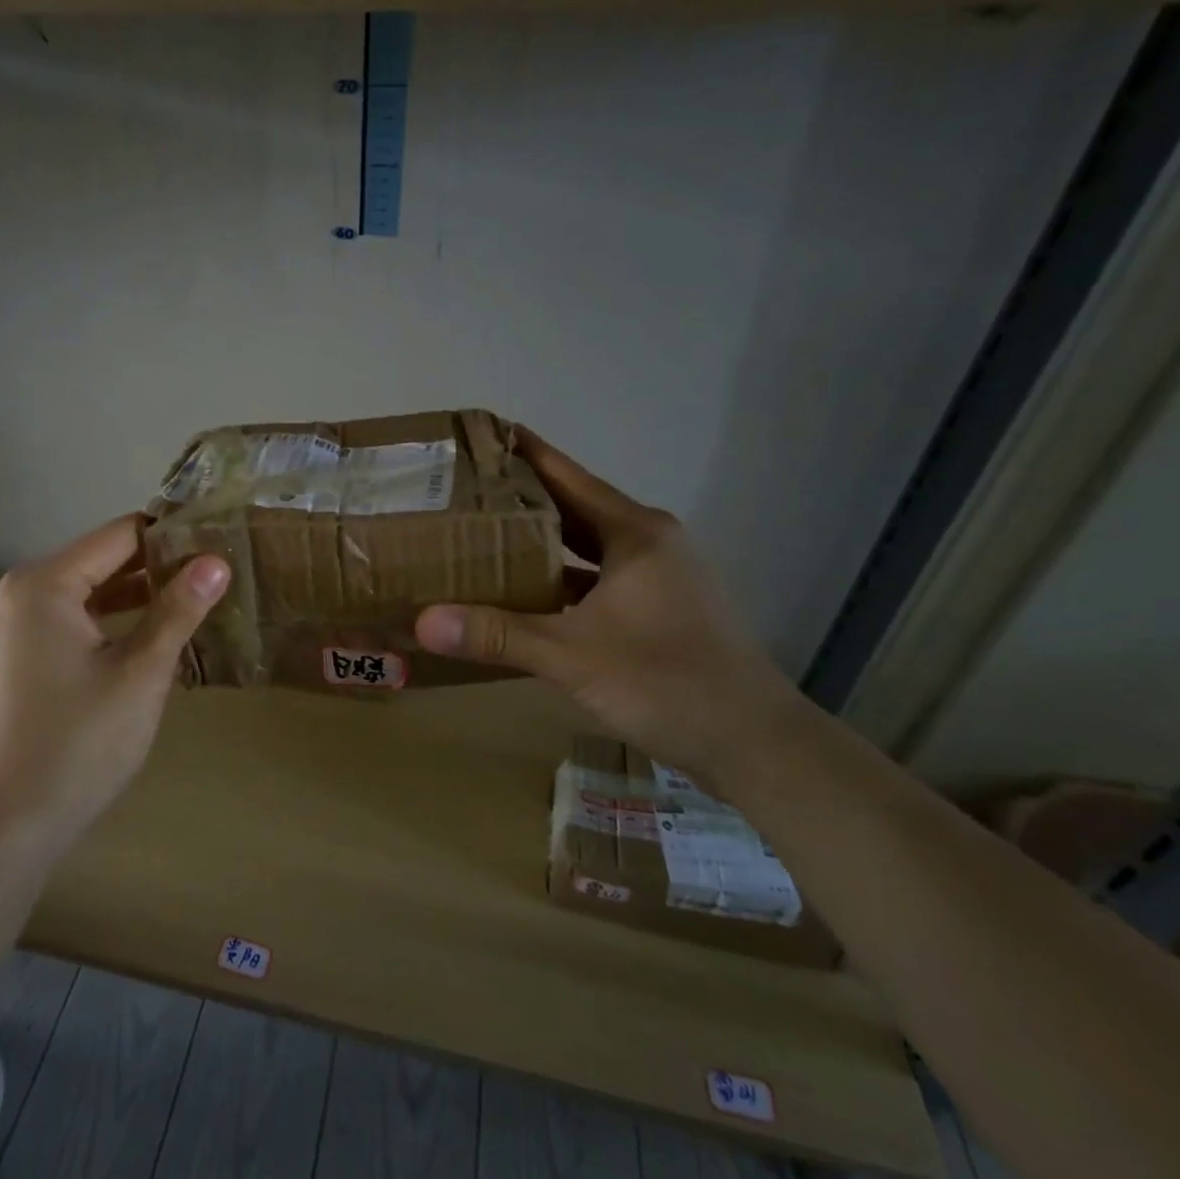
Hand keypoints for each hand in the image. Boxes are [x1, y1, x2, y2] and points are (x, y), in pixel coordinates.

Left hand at [0, 514, 228, 851]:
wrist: (8, 826)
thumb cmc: (80, 744)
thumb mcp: (142, 673)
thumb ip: (179, 610)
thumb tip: (216, 561)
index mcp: (45, 583)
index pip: (121, 534)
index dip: (173, 536)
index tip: (220, 546)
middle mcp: (23, 592)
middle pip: (104, 559)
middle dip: (159, 566)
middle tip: (218, 576)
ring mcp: (16, 625)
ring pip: (91, 591)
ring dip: (139, 595)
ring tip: (197, 602)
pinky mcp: (20, 656)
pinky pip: (75, 620)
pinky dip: (113, 622)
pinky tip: (154, 637)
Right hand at [415, 429, 801, 781]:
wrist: (757, 745)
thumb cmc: (667, 681)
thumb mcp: (572, 656)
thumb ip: (496, 635)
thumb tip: (422, 622)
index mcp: (635, 533)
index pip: (568, 476)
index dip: (524, 453)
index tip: (480, 434)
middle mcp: (650, 543)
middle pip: (574, 508)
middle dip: (522, 500)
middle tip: (463, 491)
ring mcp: (661, 578)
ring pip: (587, 548)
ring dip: (541, 544)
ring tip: (483, 537)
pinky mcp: (662, 610)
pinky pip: (598, 580)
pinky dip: (562, 582)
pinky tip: (526, 596)